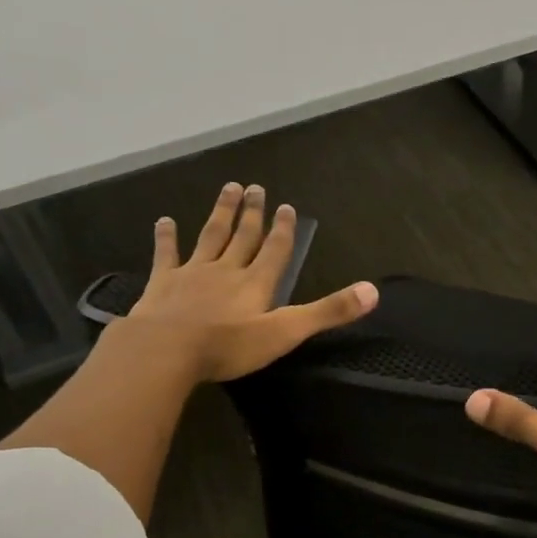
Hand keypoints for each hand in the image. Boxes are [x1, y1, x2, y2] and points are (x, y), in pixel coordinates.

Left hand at [125, 182, 378, 382]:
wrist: (166, 350)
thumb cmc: (228, 345)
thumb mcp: (285, 332)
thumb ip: (327, 312)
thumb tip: (373, 291)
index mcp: (256, 283)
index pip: (275, 250)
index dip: (283, 229)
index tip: (286, 206)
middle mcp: (227, 270)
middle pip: (243, 236)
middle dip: (253, 213)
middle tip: (256, 187)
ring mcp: (192, 273)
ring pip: (210, 236)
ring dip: (221, 213)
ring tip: (229, 188)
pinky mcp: (163, 283)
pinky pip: (167, 254)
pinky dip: (166, 237)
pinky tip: (164, 221)